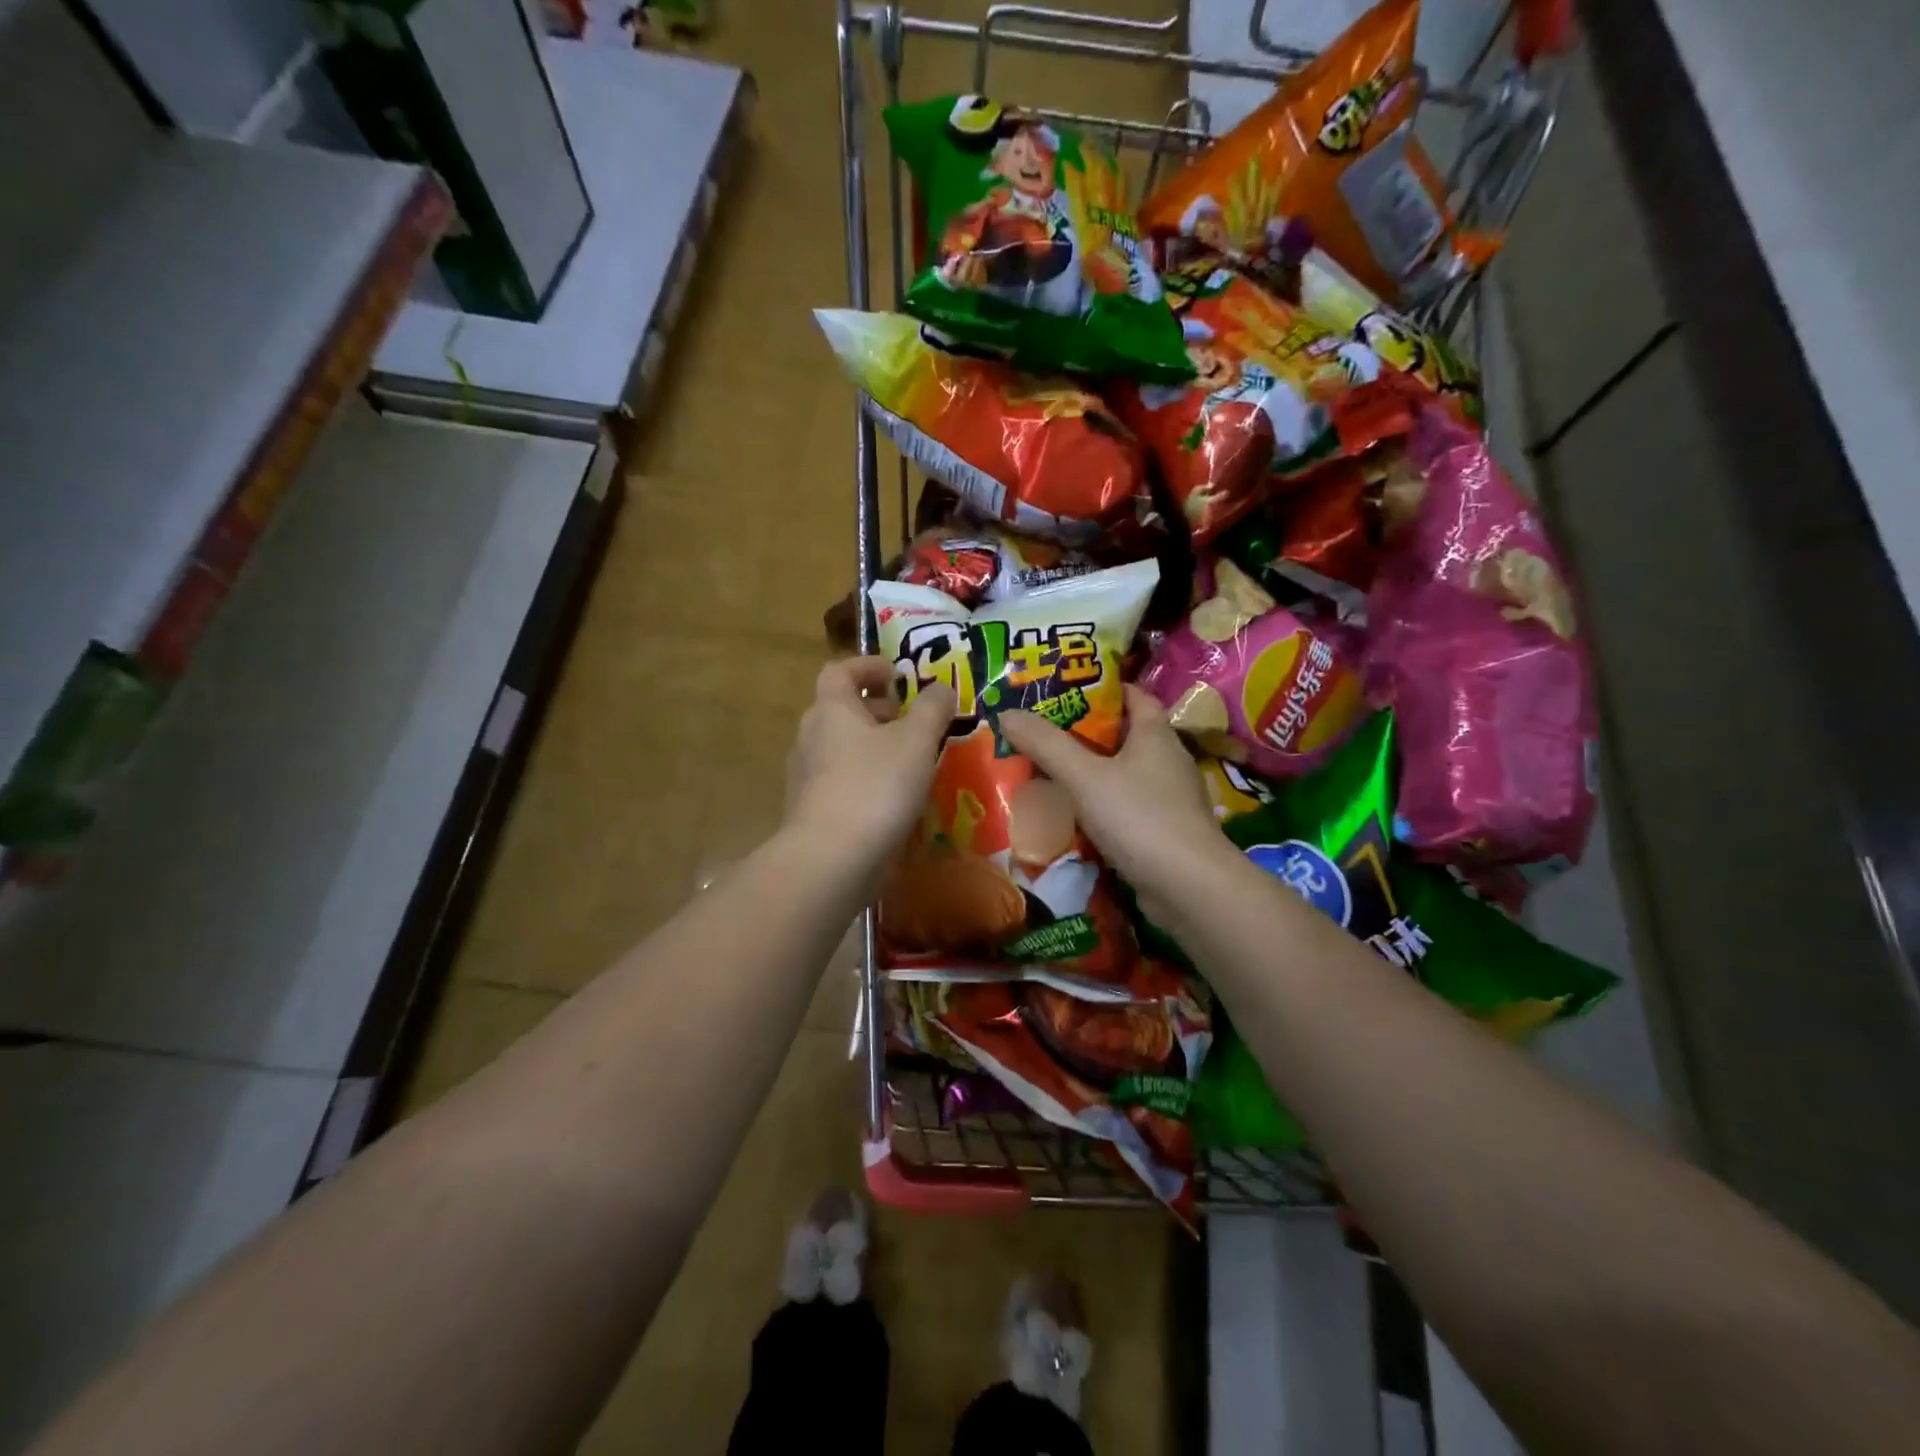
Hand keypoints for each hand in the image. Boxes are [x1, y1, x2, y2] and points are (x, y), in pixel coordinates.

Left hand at [785, 656, 955, 878]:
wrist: (831, 860)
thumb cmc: (875, 786)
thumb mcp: (916, 741)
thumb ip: (932, 709)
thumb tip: (942, 686)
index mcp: (831, 710)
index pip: (841, 670)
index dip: (869, 666)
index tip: (900, 676)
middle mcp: (811, 737)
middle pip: (842, 710)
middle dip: (879, 709)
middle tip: (913, 721)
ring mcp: (806, 776)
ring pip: (843, 747)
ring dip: (875, 746)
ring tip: (912, 761)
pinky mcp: (812, 811)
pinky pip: (842, 781)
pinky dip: (867, 778)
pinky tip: (894, 799)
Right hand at [1000, 687, 1234, 914]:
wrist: (1189, 886)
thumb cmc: (1139, 817)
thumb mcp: (1084, 777)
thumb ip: (1045, 744)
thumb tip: (1006, 713)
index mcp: (1156, 734)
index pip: (1134, 696)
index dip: (1102, 691)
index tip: (1066, 693)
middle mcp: (1169, 760)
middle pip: (1126, 736)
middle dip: (1087, 734)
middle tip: (1045, 735)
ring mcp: (1171, 798)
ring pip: (1126, 775)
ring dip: (1093, 774)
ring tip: (1051, 774)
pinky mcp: (1167, 831)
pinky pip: (1128, 808)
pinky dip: (1103, 807)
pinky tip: (1075, 818)